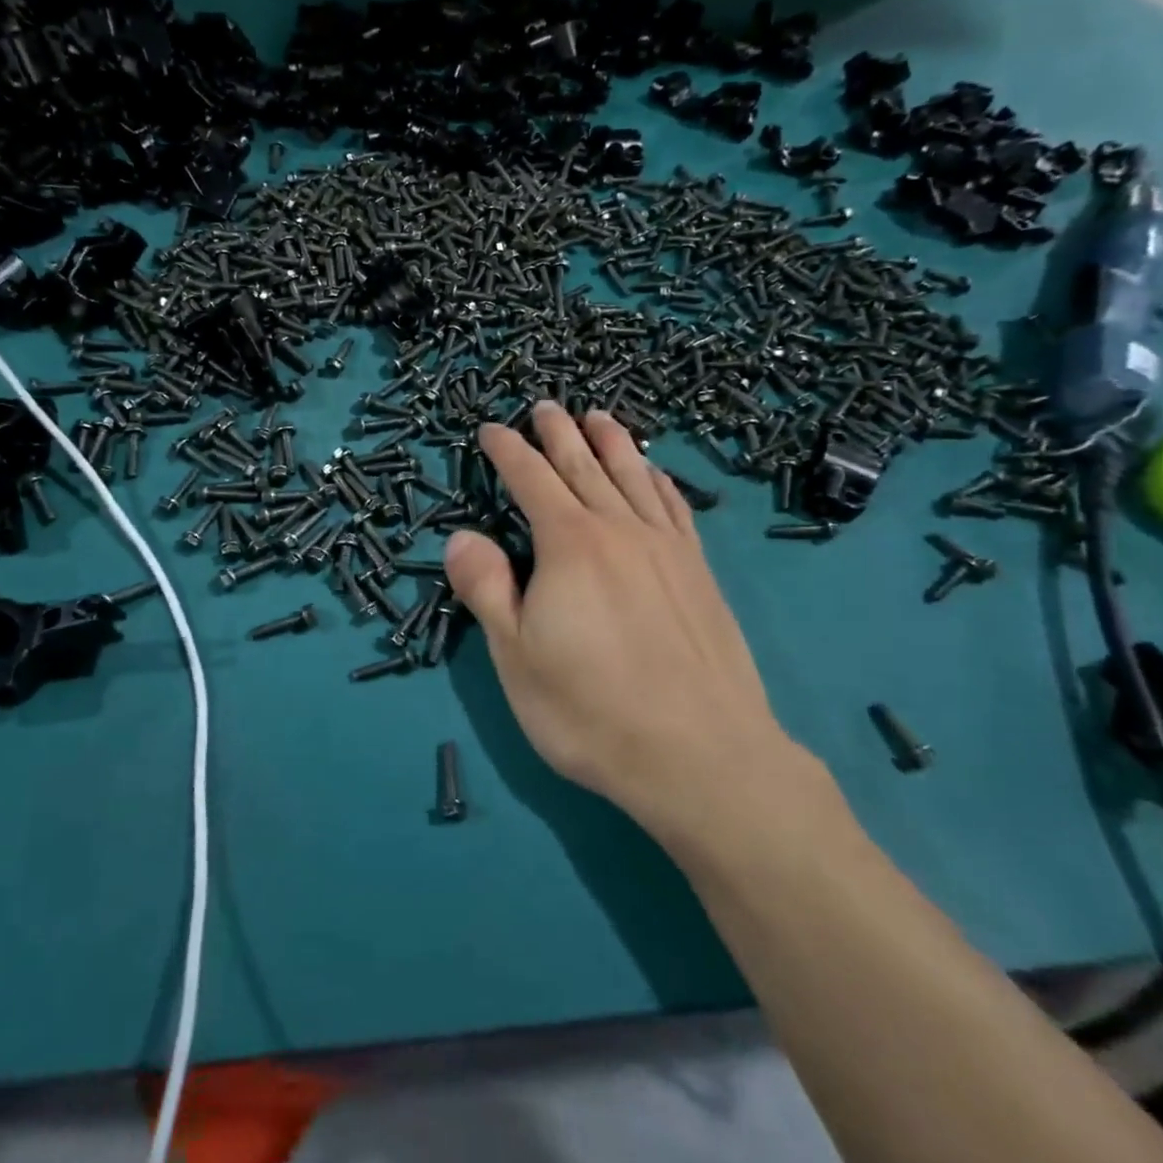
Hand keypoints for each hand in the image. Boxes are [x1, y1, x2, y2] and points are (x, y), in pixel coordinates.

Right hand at [443, 402, 808, 846]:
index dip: (508, 452)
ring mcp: (666, 549)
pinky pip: (674, 507)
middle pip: (583, 466)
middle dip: (559, 433)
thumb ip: (486, 589)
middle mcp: (619, 530)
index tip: (492, 429)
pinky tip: (654, 474)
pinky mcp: (699, 573)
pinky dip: (659, 480)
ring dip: (612, 442)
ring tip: (598, 416)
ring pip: (633, 476)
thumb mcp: (515, 656)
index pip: (531, 480)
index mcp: (568, 544)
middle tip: (544, 406)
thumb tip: (461, 536)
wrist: (702, 756)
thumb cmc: (590, 710)